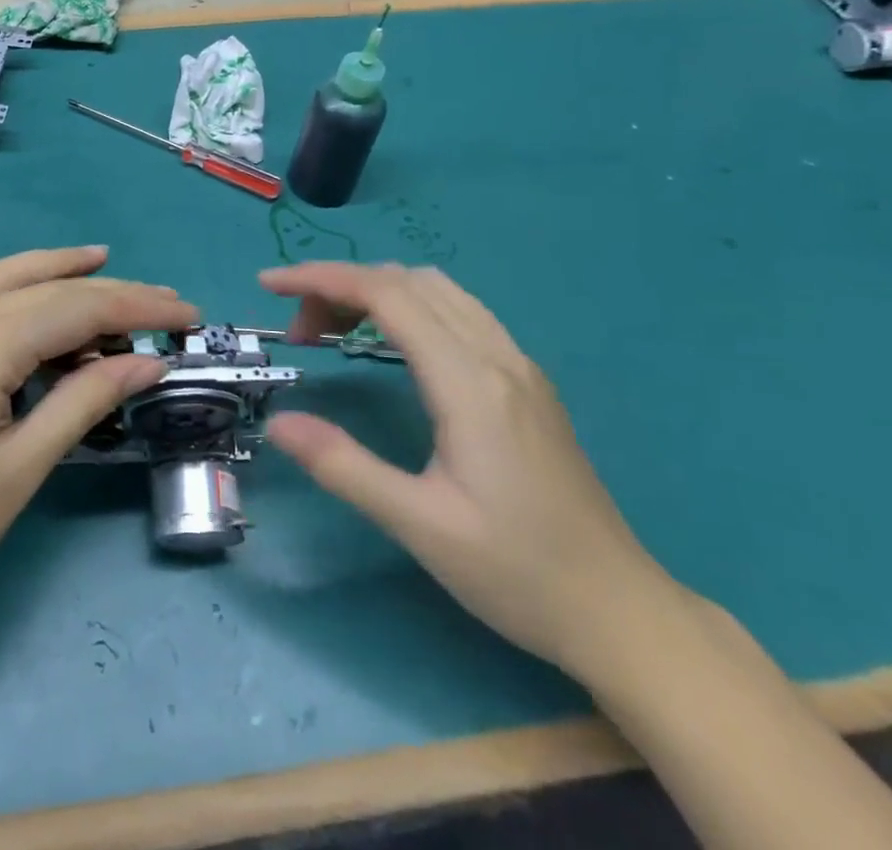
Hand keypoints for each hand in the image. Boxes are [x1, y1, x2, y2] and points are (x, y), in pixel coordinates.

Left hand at [0, 246, 197, 667]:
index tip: (185, 313)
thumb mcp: (22, 470)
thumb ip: (86, 401)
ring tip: (101, 267)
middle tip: (160, 299)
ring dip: (50, 271)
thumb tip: (147, 361)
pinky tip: (33, 301)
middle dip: (103, 288)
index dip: (133, 306)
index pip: (69, 309)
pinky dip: (8, 292)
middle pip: (36, 286)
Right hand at [261, 262, 679, 677]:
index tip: (268, 284)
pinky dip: (408, 306)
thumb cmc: (518, 573)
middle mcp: (496, 356)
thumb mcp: (419, 526)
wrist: (623, 613)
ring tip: (334, 332)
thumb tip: (277, 423)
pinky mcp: (526, 382)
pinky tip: (389, 345)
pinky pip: (458, 311)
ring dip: (375, 292)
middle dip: (340, 287)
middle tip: (299, 331)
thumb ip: (343, 466)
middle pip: (406, 281)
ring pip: (436, 289)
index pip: (385, 294)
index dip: (320, 278)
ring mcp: (517, 365)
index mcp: (469, 382)